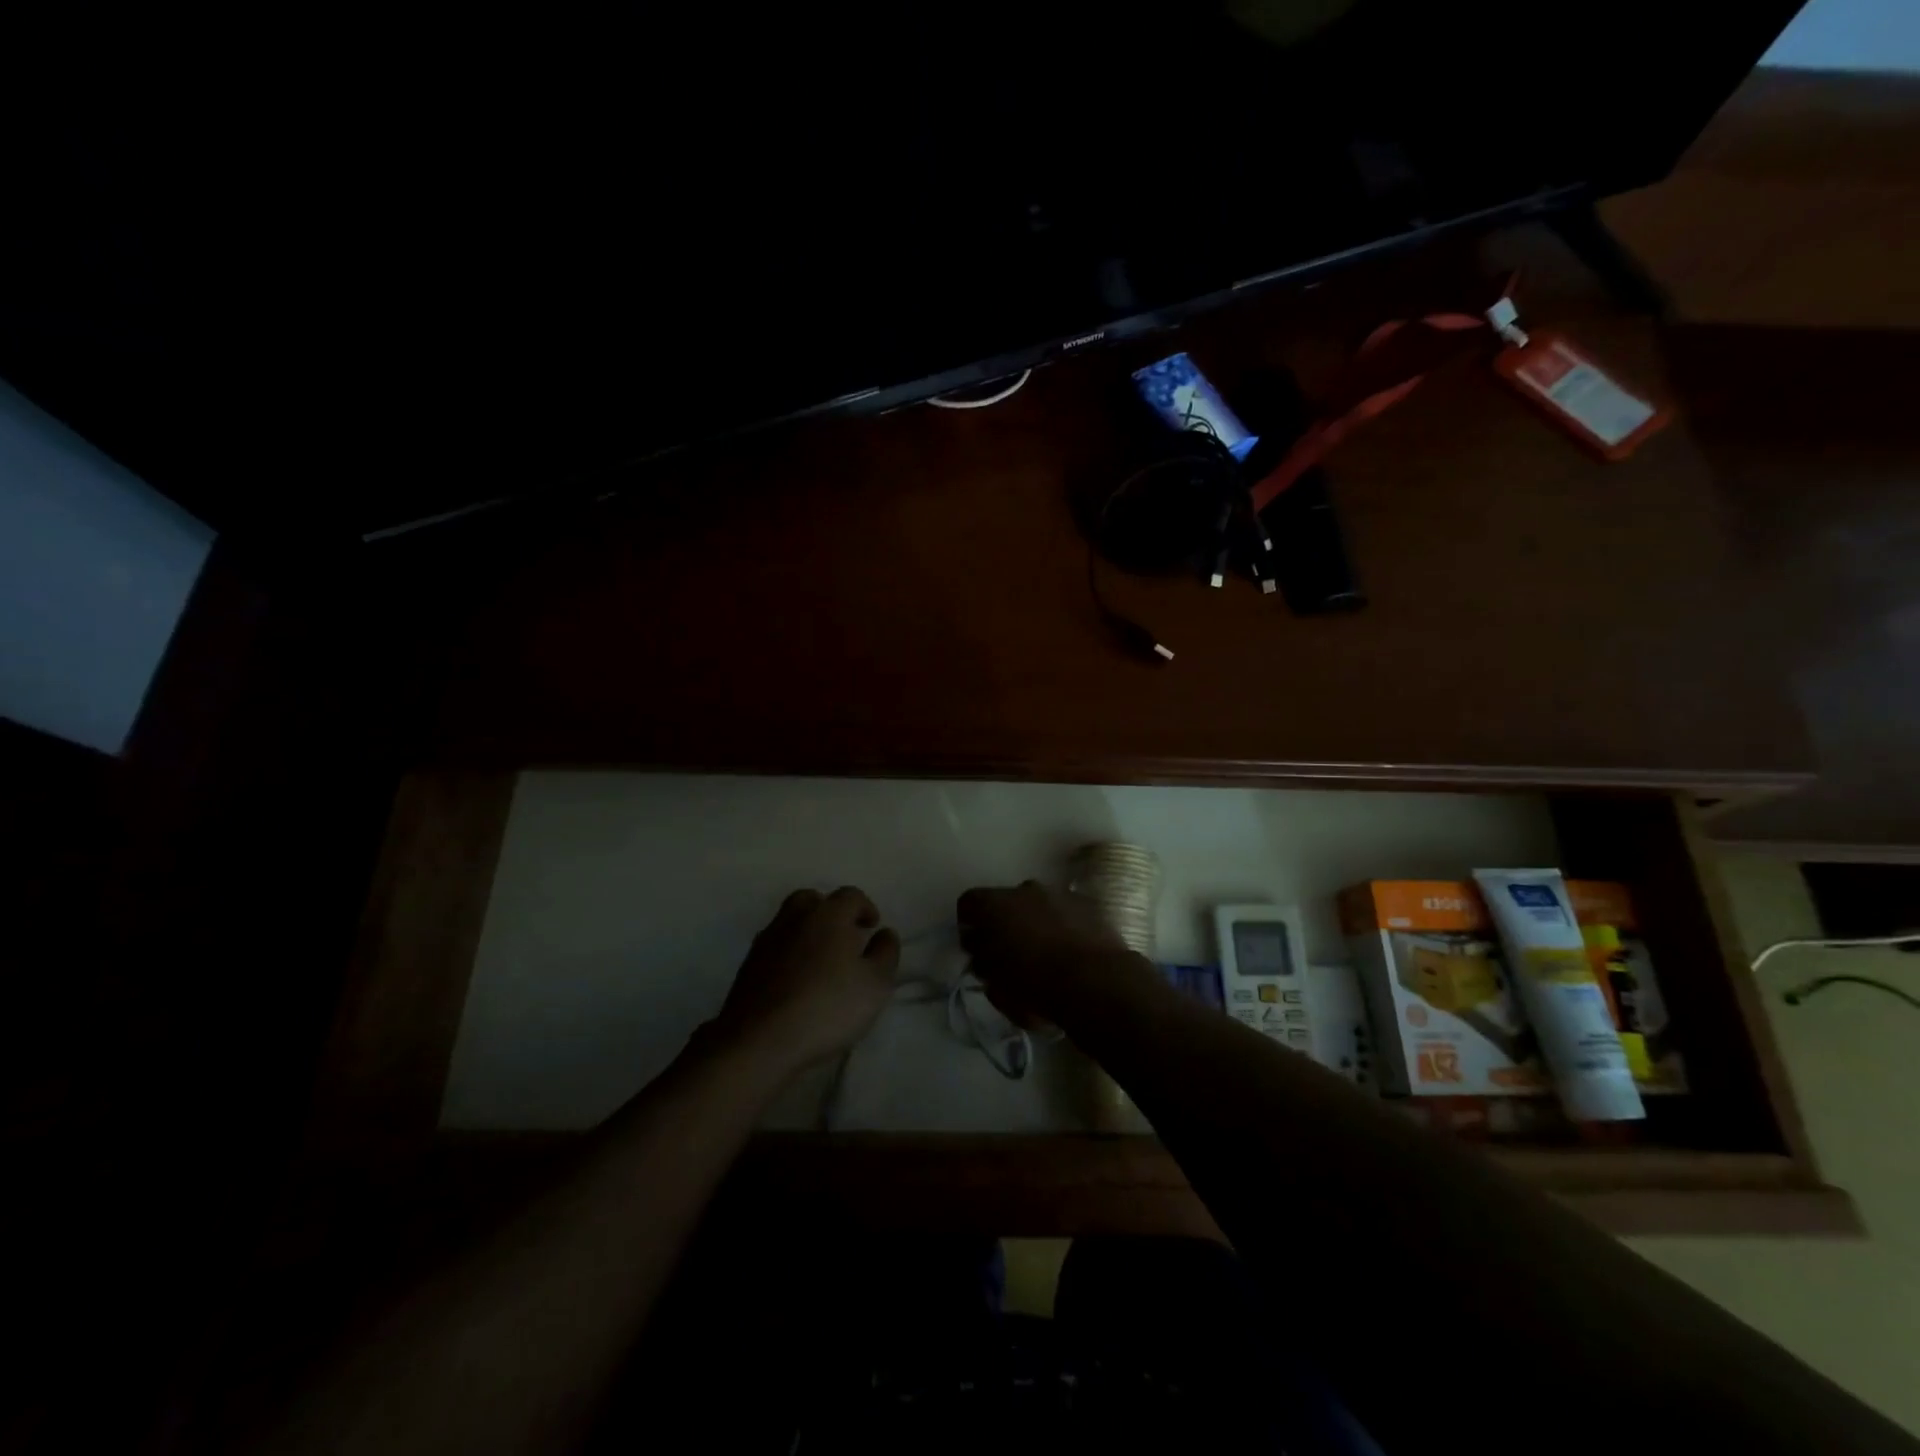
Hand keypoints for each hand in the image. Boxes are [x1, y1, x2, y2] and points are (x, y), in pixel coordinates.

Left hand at [713, 887, 900, 1079]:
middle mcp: (795, 918)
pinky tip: (796, 978)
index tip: (872, 927)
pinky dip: (788, 952)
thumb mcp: (875, 984)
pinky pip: (774, 946)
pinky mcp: (748, 965)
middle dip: (830, 911)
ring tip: (820, 959)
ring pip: (789, 921)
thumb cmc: (828, 1007)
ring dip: (806, 930)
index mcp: (829, 915)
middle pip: (813, 900)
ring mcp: (767, 940)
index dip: (865, 907)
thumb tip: (885, 932)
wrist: (760, 1040)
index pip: (850, 895)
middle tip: (844, 936)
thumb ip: (885, 953)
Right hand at [956, 880, 1154, 1028]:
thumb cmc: (1035, 985)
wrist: (1095, 981)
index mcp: (994, 905)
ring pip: (1037, 904)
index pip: (968, 902)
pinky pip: (1065, 911)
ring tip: (1045, 953)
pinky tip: (1070, 951)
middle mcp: (1024, 889)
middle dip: (1005, 922)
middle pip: (1006, 902)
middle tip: (1010, 951)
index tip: (974, 945)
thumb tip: (981, 951)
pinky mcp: (1087, 903)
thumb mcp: (995, 984)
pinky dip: (1062, 925)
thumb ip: (982, 961)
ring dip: (1036, 922)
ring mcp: (1058, 892)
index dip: (968, 923)